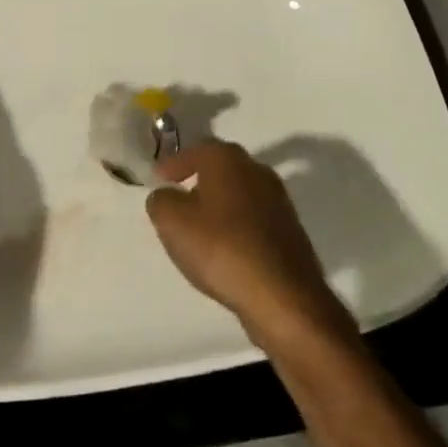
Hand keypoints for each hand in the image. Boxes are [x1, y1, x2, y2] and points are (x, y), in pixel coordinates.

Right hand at [145, 141, 354, 349]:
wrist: (283, 296)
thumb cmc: (222, 248)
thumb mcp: (173, 223)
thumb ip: (161, 201)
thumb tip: (165, 195)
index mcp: (227, 159)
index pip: (195, 150)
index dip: (174, 164)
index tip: (158, 178)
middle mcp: (256, 170)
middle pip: (220, 168)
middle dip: (198, 180)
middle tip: (177, 199)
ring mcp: (278, 200)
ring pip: (238, 193)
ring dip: (219, 204)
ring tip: (199, 228)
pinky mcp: (289, 230)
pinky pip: (253, 219)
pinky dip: (236, 226)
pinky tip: (225, 249)